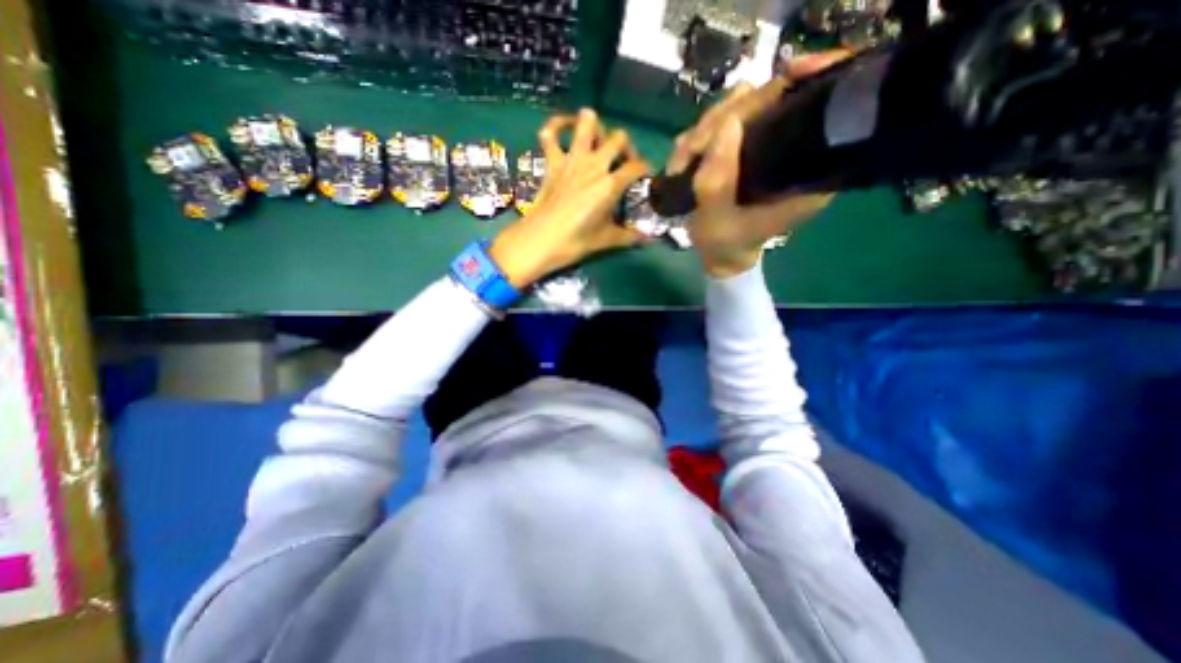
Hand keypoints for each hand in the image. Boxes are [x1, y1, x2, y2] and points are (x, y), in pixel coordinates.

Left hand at [492, 105, 653, 285]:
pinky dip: (555, 127)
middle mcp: (594, 165)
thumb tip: (648, 240)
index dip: (645, 169)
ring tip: (597, 140)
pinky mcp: (552, 162)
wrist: (541, 240)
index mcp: (610, 184)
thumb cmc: (576, 241)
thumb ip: (629, 236)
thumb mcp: (606, 240)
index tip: (645, 177)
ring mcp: (572, 160)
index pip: (637, 166)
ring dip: (595, 126)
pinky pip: (550, 134)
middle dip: (625, 146)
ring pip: (587, 123)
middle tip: (622, 161)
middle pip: (618, 138)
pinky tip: (561, 130)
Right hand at [663, 52, 848, 276]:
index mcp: (806, 172)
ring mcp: (771, 146)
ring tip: (683, 159)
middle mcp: (796, 150)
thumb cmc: (724, 244)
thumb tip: (726, 124)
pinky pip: (726, 124)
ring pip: (743, 109)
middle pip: (769, 101)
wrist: (722, 255)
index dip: (785, 93)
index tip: (752, 99)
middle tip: (691, 149)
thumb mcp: (716, 220)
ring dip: (705, 129)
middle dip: (723, 120)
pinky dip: (702, 136)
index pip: (810, 110)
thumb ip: (717, 180)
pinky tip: (687, 157)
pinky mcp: (751, 147)